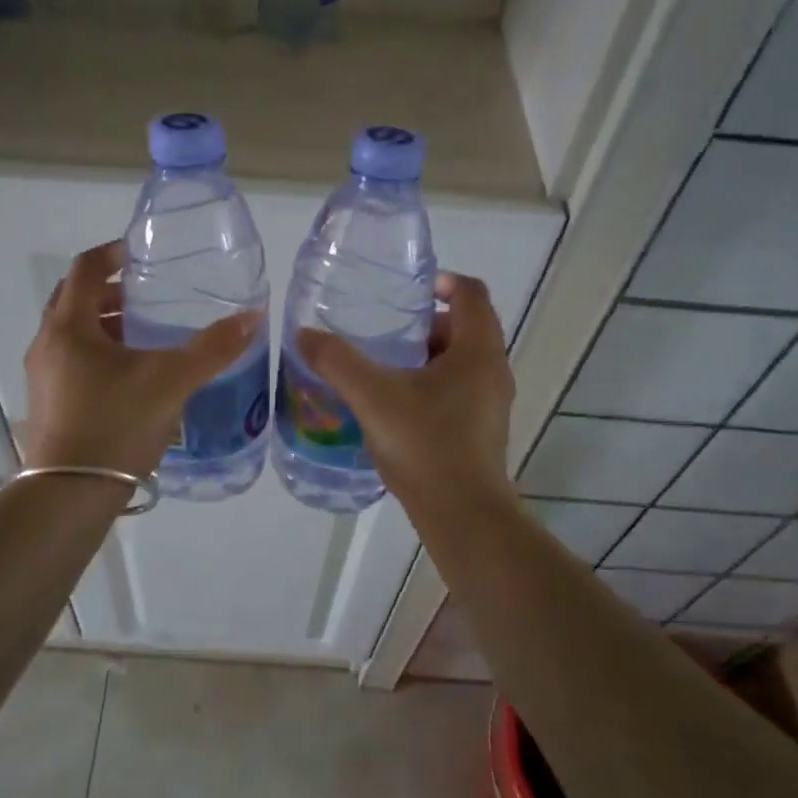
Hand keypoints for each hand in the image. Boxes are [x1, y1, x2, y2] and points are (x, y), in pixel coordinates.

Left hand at [24, 240, 262, 477]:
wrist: (69, 496)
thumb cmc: (115, 425)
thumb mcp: (171, 381)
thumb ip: (212, 348)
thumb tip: (252, 317)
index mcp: (69, 326)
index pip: (85, 269)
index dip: (113, 253)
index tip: (142, 254)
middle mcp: (48, 344)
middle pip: (76, 299)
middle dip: (112, 291)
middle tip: (149, 295)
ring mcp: (43, 376)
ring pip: (74, 333)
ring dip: (106, 325)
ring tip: (146, 335)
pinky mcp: (48, 404)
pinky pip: (73, 361)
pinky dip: (100, 353)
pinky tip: (132, 376)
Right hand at [298, 272, 514, 507]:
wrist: (463, 516)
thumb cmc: (426, 445)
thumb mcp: (373, 397)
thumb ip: (337, 361)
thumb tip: (304, 334)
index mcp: (478, 351)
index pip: (471, 293)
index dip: (442, 281)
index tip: (406, 290)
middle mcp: (493, 370)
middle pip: (465, 326)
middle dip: (424, 322)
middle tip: (385, 331)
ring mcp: (491, 402)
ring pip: (460, 360)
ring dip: (426, 355)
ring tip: (383, 366)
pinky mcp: (482, 428)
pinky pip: (458, 388)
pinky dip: (431, 383)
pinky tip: (395, 404)